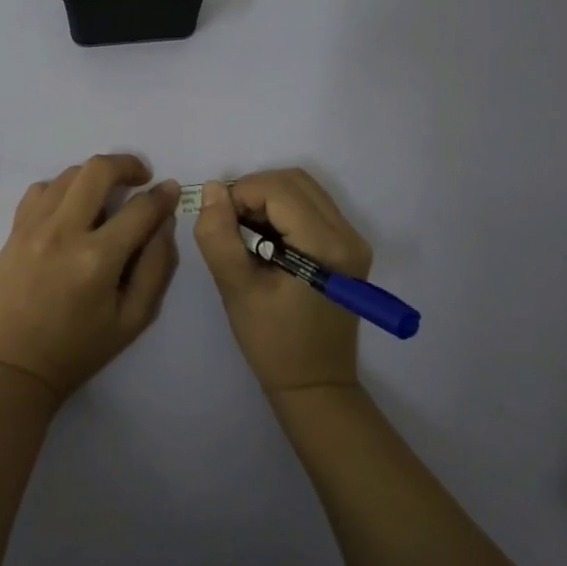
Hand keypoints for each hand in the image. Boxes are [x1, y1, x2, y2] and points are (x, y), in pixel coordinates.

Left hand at [0, 155, 179, 401]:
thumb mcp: (132, 320)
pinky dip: (61, 189)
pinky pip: (40, 190)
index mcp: (98, 259)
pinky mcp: (13, 231)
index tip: (169, 191)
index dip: (162, 196)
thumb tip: (164, 223)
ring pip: (68, 174)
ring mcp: (33, 227)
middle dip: (127, 164)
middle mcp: (64, 232)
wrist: (11, 368)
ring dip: (94, 176)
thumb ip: (156, 267)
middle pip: (98, 170)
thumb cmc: (77, 350)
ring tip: (105, 196)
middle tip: (140, 178)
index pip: (140, 208)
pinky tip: (69, 209)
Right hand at [195, 169, 372, 394]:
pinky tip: (265, 239)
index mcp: (325, 246)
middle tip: (229, 222)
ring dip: (268, 198)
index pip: (278, 189)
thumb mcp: (235, 288)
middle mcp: (348, 234)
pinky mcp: (348, 247)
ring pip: (304, 189)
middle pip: (295, 181)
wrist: (315, 384)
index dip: (241, 193)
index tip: (218, 221)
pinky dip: (283, 210)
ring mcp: (353, 239)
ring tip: (244, 231)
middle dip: (254, 190)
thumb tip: (213, 189)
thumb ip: (219, 235)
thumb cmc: (273, 342)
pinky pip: (312, 206)